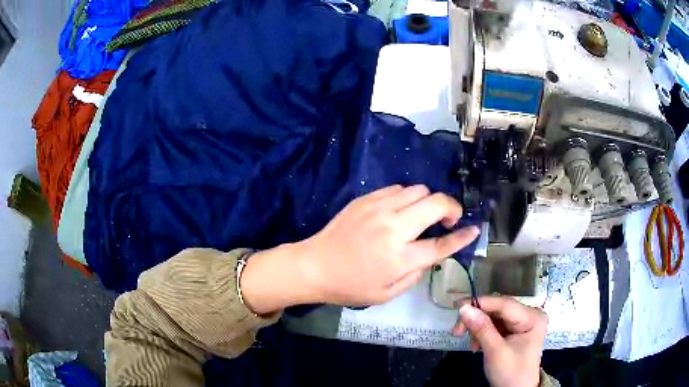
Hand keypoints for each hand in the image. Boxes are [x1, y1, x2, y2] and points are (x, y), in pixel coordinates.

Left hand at [240, 185, 478, 313]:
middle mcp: (393, 228)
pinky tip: (400, 211)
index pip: (441, 244)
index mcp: (399, 258)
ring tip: (421, 217)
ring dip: (428, 202)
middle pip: (436, 204)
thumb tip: (431, 254)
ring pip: (419, 190)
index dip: (462, 236)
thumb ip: (416, 273)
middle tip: (448, 220)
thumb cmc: (351, 285)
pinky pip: (398, 188)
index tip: (474, 229)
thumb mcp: (388, 293)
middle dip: (451, 208)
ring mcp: (378, 209)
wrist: (315, 265)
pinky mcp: (366, 199)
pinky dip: (408, 197)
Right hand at [453, 296, 547, 386]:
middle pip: (498, 309)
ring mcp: (523, 322)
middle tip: (457, 331)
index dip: (481, 303)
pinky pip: (496, 325)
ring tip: (470, 344)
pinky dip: (483, 333)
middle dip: (477, 319)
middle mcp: (529, 315)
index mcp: (532, 317)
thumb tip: (464, 308)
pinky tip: (477, 345)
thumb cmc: (511, 373)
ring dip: (478, 328)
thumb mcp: (496, 352)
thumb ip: (481, 329)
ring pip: (494, 317)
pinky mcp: (515, 330)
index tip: (457, 306)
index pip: (504, 304)